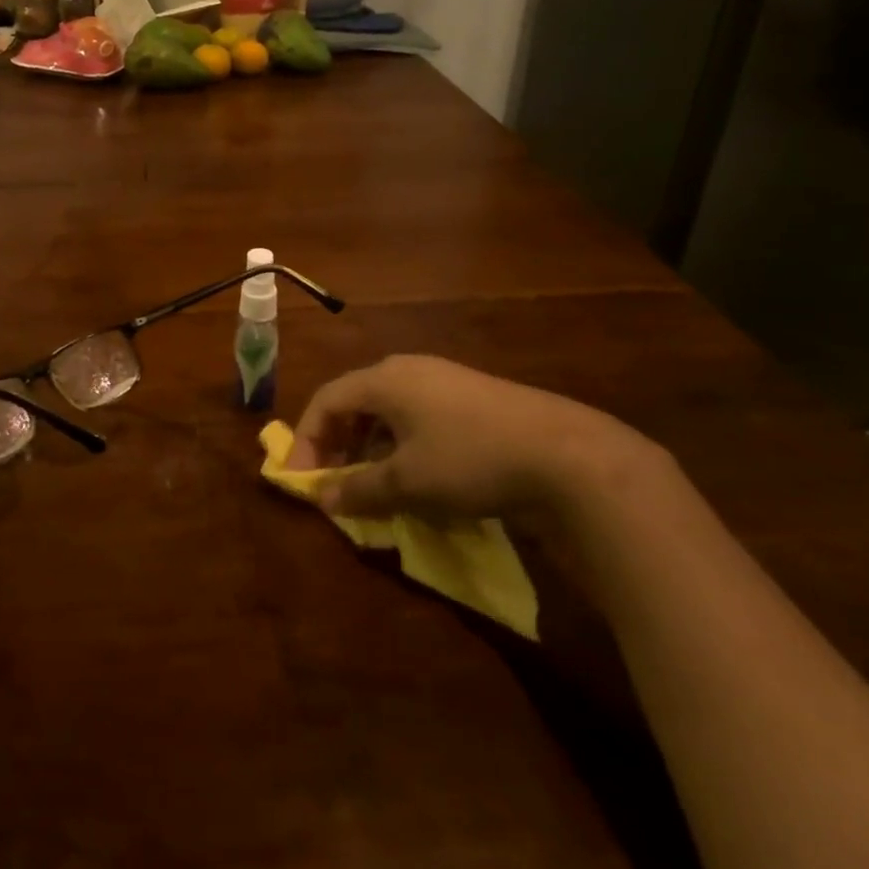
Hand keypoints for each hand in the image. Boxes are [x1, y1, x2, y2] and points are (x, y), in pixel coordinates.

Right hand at [291, 354, 670, 520]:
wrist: (565, 453)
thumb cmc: (469, 459)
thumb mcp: (407, 482)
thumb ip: (359, 490)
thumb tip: (323, 499)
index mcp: (384, 379)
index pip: (326, 400)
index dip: (306, 440)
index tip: (302, 480)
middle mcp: (408, 369)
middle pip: (354, 400)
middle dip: (336, 442)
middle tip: (333, 481)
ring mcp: (443, 380)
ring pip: (387, 409)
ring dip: (368, 445)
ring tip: (371, 482)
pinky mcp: (471, 397)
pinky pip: (417, 415)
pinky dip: (400, 443)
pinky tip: (414, 473)